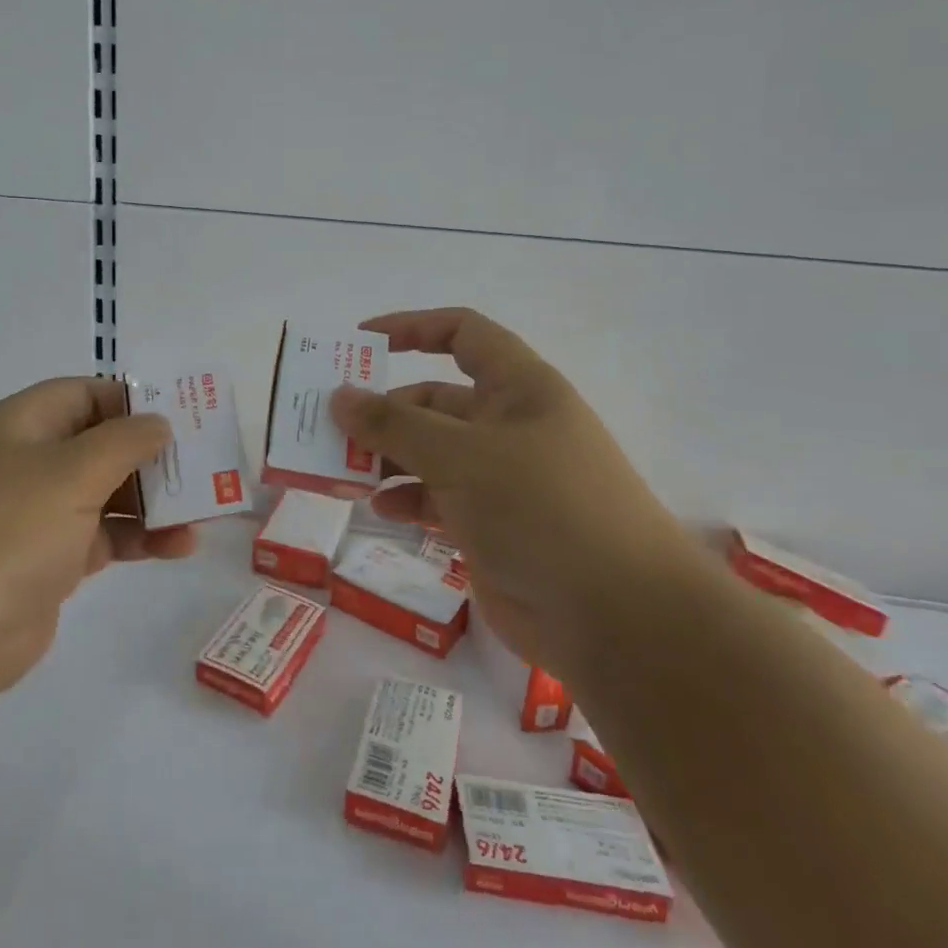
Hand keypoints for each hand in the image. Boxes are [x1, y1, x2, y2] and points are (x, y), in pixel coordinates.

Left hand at [0, 376, 190, 695]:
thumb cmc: (9, 527)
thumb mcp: (73, 470)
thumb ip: (125, 441)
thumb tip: (158, 423)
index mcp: (23, 424)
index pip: (85, 394)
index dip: (132, 400)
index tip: (180, 415)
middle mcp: (29, 462)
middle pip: (101, 444)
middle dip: (152, 455)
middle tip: (203, 464)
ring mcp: (37, 514)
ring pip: (107, 494)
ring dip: (154, 501)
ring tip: (203, 509)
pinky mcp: (49, 561)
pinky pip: (105, 537)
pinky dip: (141, 538)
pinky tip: (181, 546)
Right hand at [330, 308, 693, 673]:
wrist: (618, 619)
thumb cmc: (543, 509)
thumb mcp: (462, 456)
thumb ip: (395, 424)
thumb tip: (339, 397)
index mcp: (518, 388)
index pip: (462, 334)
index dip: (410, 328)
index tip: (358, 343)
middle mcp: (509, 425)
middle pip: (434, 399)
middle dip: (383, 410)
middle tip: (329, 424)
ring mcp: (500, 477)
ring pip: (429, 451)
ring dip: (386, 457)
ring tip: (341, 471)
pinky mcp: (490, 523)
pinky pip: (436, 496)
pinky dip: (406, 497)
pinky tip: (381, 509)